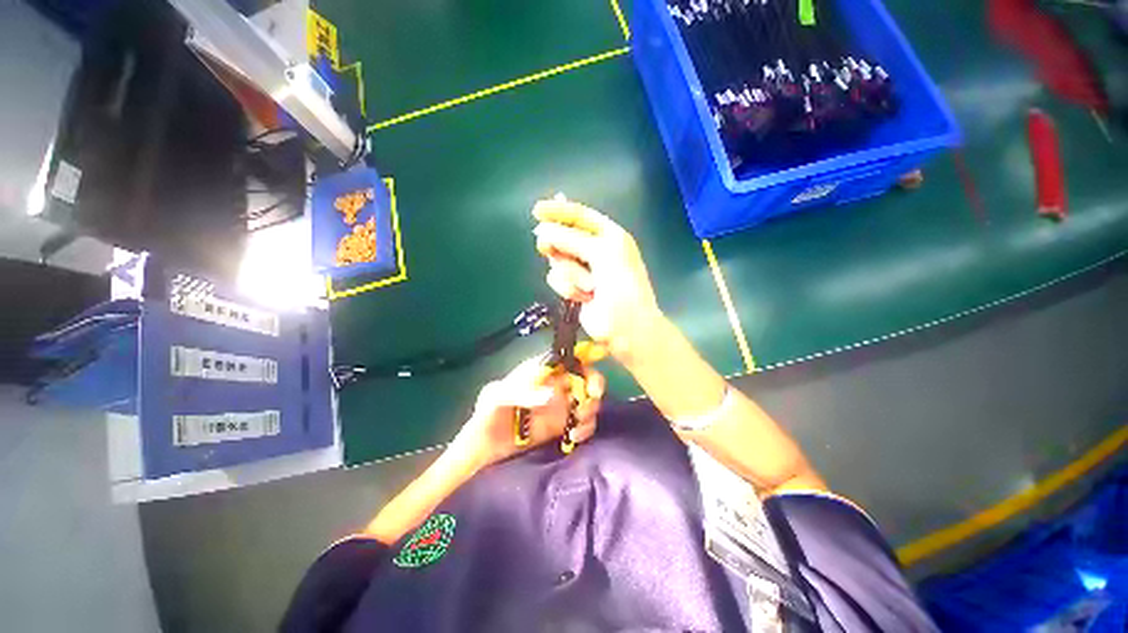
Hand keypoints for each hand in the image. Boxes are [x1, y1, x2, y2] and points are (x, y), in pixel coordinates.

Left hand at [450, 355, 604, 469]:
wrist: (483, 447)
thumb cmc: (487, 413)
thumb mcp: (496, 396)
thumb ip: (521, 392)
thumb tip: (552, 395)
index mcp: (540, 371)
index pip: (566, 357)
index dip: (585, 354)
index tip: (601, 355)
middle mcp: (554, 384)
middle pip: (584, 376)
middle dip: (594, 382)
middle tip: (591, 395)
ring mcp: (561, 405)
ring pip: (588, 399)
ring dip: (591, 407)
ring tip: (578, 421)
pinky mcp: (563, 426)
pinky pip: (584, 422)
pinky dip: (586, 427)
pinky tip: (575, 435)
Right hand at [533, 199, 662, 363]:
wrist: (626, 326)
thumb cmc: (621, 285)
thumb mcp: (601, 253)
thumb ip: (571, 239)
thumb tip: (542, 230)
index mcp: (609, 236)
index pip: (579, 216)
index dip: (558, 211)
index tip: (536, 210)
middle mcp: (596, 250)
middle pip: (564, 237)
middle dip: (556, 244)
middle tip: (544, 247)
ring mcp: (584, 270)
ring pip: (559, 260)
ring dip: (570, 273)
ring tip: (589, 286)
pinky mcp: (575, 289)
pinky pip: (558, 280)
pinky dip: (569, 288)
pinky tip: (583, 298)